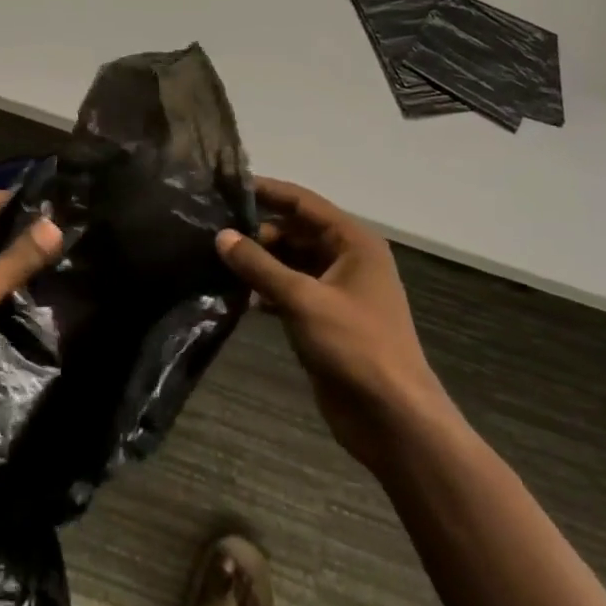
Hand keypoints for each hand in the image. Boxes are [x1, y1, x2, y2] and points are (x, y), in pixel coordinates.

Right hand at [216, 179, 444, 466]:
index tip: (227, 187)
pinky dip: (267, 289)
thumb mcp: (303, 299)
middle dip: (257, 231)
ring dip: (259, 262)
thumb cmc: (355, 347)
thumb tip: (221, 236)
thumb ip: (259, 265)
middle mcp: (346, 259)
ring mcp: (337, 290)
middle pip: (295, 230)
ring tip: (216, 260)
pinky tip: (238, 296)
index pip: (303, 202)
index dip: (267, 192)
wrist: (393, 419)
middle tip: (212, 232)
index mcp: (353, 242)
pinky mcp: (325, 319)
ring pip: (290, 262)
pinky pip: (290, 290)